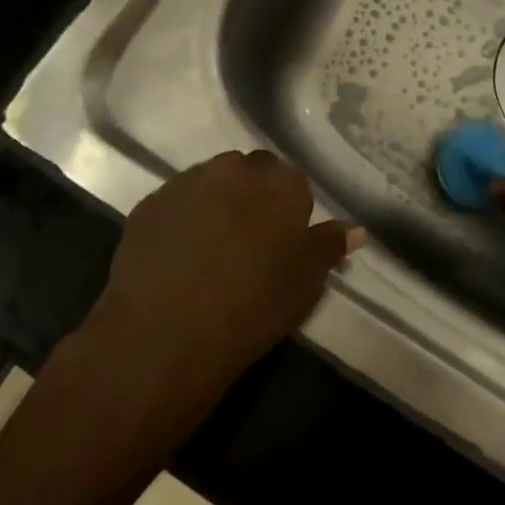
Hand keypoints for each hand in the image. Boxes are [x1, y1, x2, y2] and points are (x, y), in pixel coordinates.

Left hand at [81, 151, 362, 398]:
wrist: (165, 336)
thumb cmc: (252, 306)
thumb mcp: (306, 281)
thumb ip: (330, 245)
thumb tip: (357, 229)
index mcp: (279, 182)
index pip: (293, 182)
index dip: (289, 212)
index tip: (283, 244)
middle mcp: (233, 169)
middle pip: (251, 174)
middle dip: (253, 199)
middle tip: (251, 244)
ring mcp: (186, 183)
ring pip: (212, 184)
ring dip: (217, 204)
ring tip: (213, 250)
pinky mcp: (148, 205)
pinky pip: (176, 204)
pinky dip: (183, 220)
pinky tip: (180, 256)